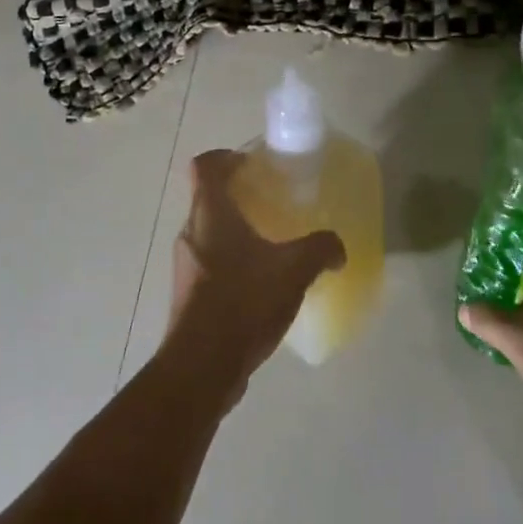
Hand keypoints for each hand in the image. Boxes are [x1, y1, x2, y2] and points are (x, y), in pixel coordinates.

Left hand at [165, 150, 345, 405]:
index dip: (224, 157)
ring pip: (208, 233)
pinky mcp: (187, 295)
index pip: (205, 165)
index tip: (250, 165)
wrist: (201, 366)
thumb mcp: (293, 270)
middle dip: (236, 197)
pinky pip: (209, 264)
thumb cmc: (243, 302)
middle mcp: (190, 231)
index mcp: (209, 212)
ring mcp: (185, 265)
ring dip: (233, 233)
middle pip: (207, 198)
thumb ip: (320, 249)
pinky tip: (258, 287)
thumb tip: (337, 247)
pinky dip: (230, 263)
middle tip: (269, 205)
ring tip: (269, 247)